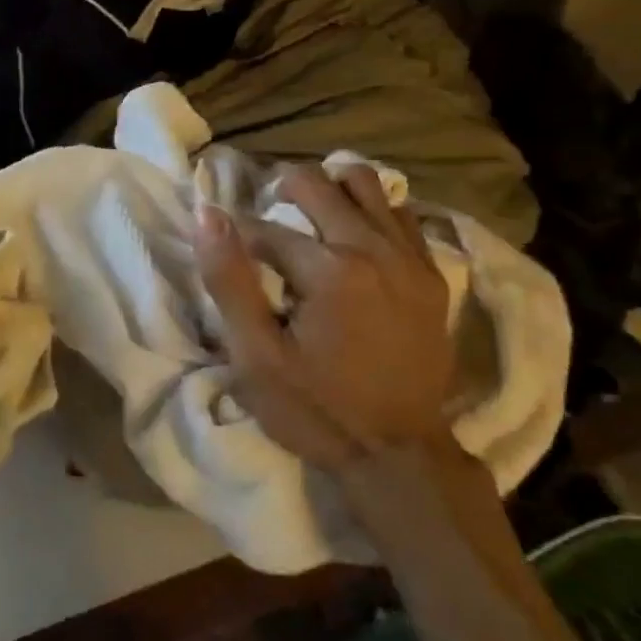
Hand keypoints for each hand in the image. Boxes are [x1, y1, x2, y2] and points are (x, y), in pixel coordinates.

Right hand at [194, 164, 455, 467]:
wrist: (399, 455)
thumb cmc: (316, 409)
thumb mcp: (256, 356)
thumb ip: (229, 280)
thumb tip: (207, 214)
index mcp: (329, 269)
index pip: (266, 227)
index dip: (236, 232)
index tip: (225, 244)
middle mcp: (374, 249)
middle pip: (320, 185)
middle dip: (283, 189)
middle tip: (265, 216)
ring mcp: (410, 259)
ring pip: (368, 185)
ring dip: (331, 187)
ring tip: (308, 210)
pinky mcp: (432, 276)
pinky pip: (401, 215)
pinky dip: (371, 210)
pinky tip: (352, 232)